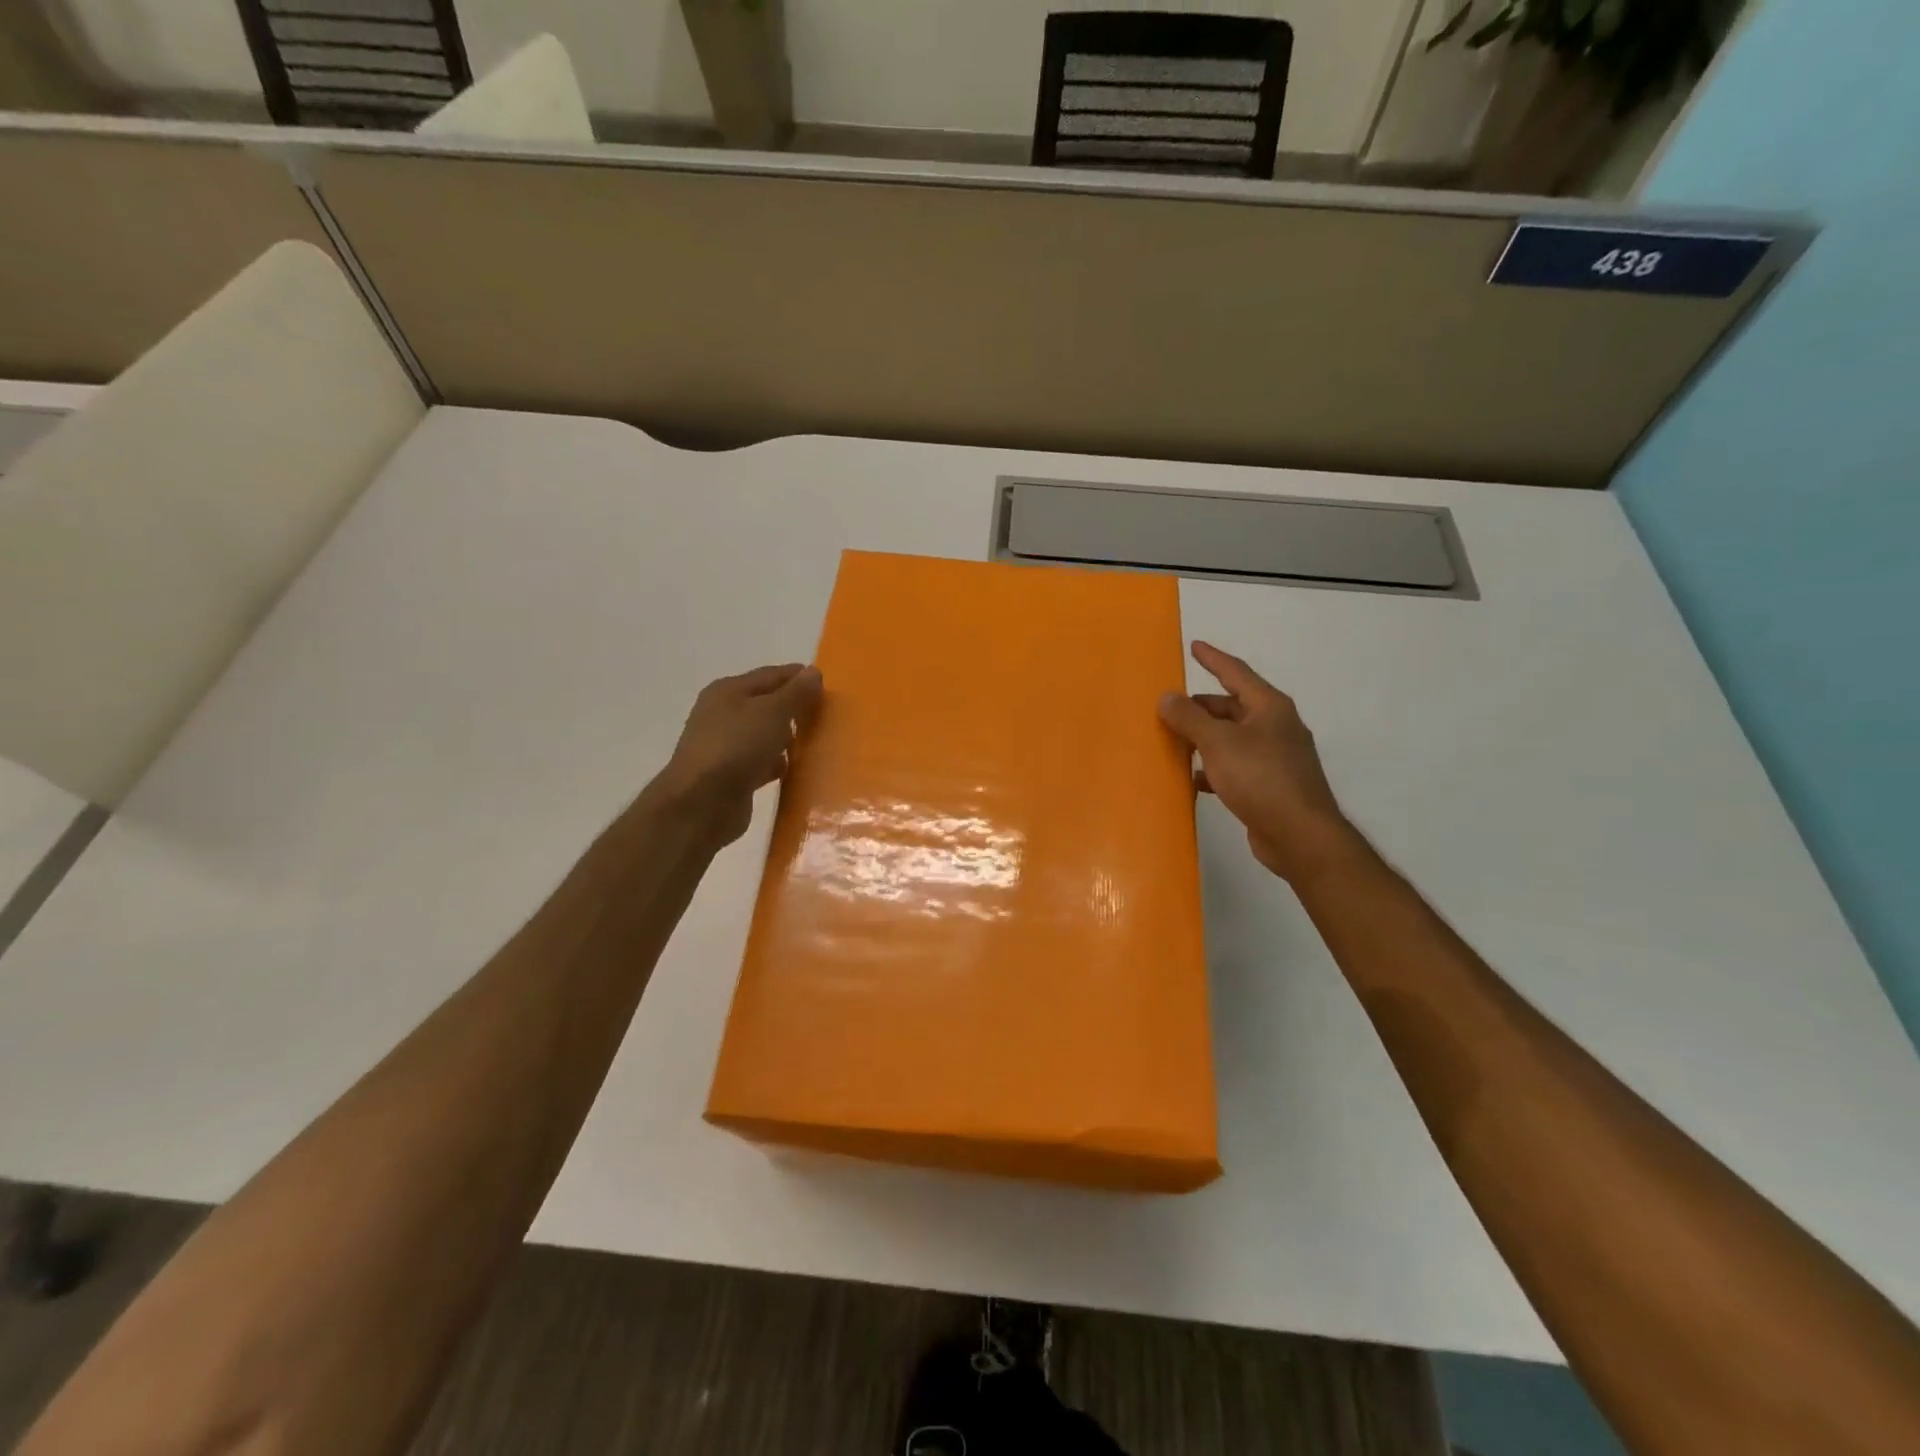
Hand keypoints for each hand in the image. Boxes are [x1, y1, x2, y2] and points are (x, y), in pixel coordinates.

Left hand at [653, 663, 822, 847]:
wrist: (701, 805)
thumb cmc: (736, 747)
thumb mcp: (772, 713)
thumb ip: (796, 693)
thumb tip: (814, 672)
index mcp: (728, 691)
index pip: (771, 675)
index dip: (799, 677)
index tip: (829, 687)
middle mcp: (723, 714)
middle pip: (767, 705)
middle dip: (796, 709)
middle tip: (828, 716)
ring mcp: (726, 746)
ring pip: (765, 735)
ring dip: (788, 739)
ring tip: (818, 744)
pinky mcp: (731, 776)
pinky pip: (762, 763)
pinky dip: (777, 764)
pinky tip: (797, 771)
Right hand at [1159, 641, 1356, 884]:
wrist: (1299, 835)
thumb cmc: (1260, 778)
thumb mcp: (1218, 743)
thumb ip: (1189, 718)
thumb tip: (1167, 697)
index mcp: (1269, 707)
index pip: (1236, 672)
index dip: (1213, 658)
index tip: (1194, 646)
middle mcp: (1275, 726)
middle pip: (1231, 707)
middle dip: (1201, 707)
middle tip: (1169, 709)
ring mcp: (1275, 757)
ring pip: (1231, 738)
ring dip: (1204, 739)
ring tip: (1173, 742)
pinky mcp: (1269, 785)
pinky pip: (1234, 766)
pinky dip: (1213, 768)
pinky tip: (1193, 780)